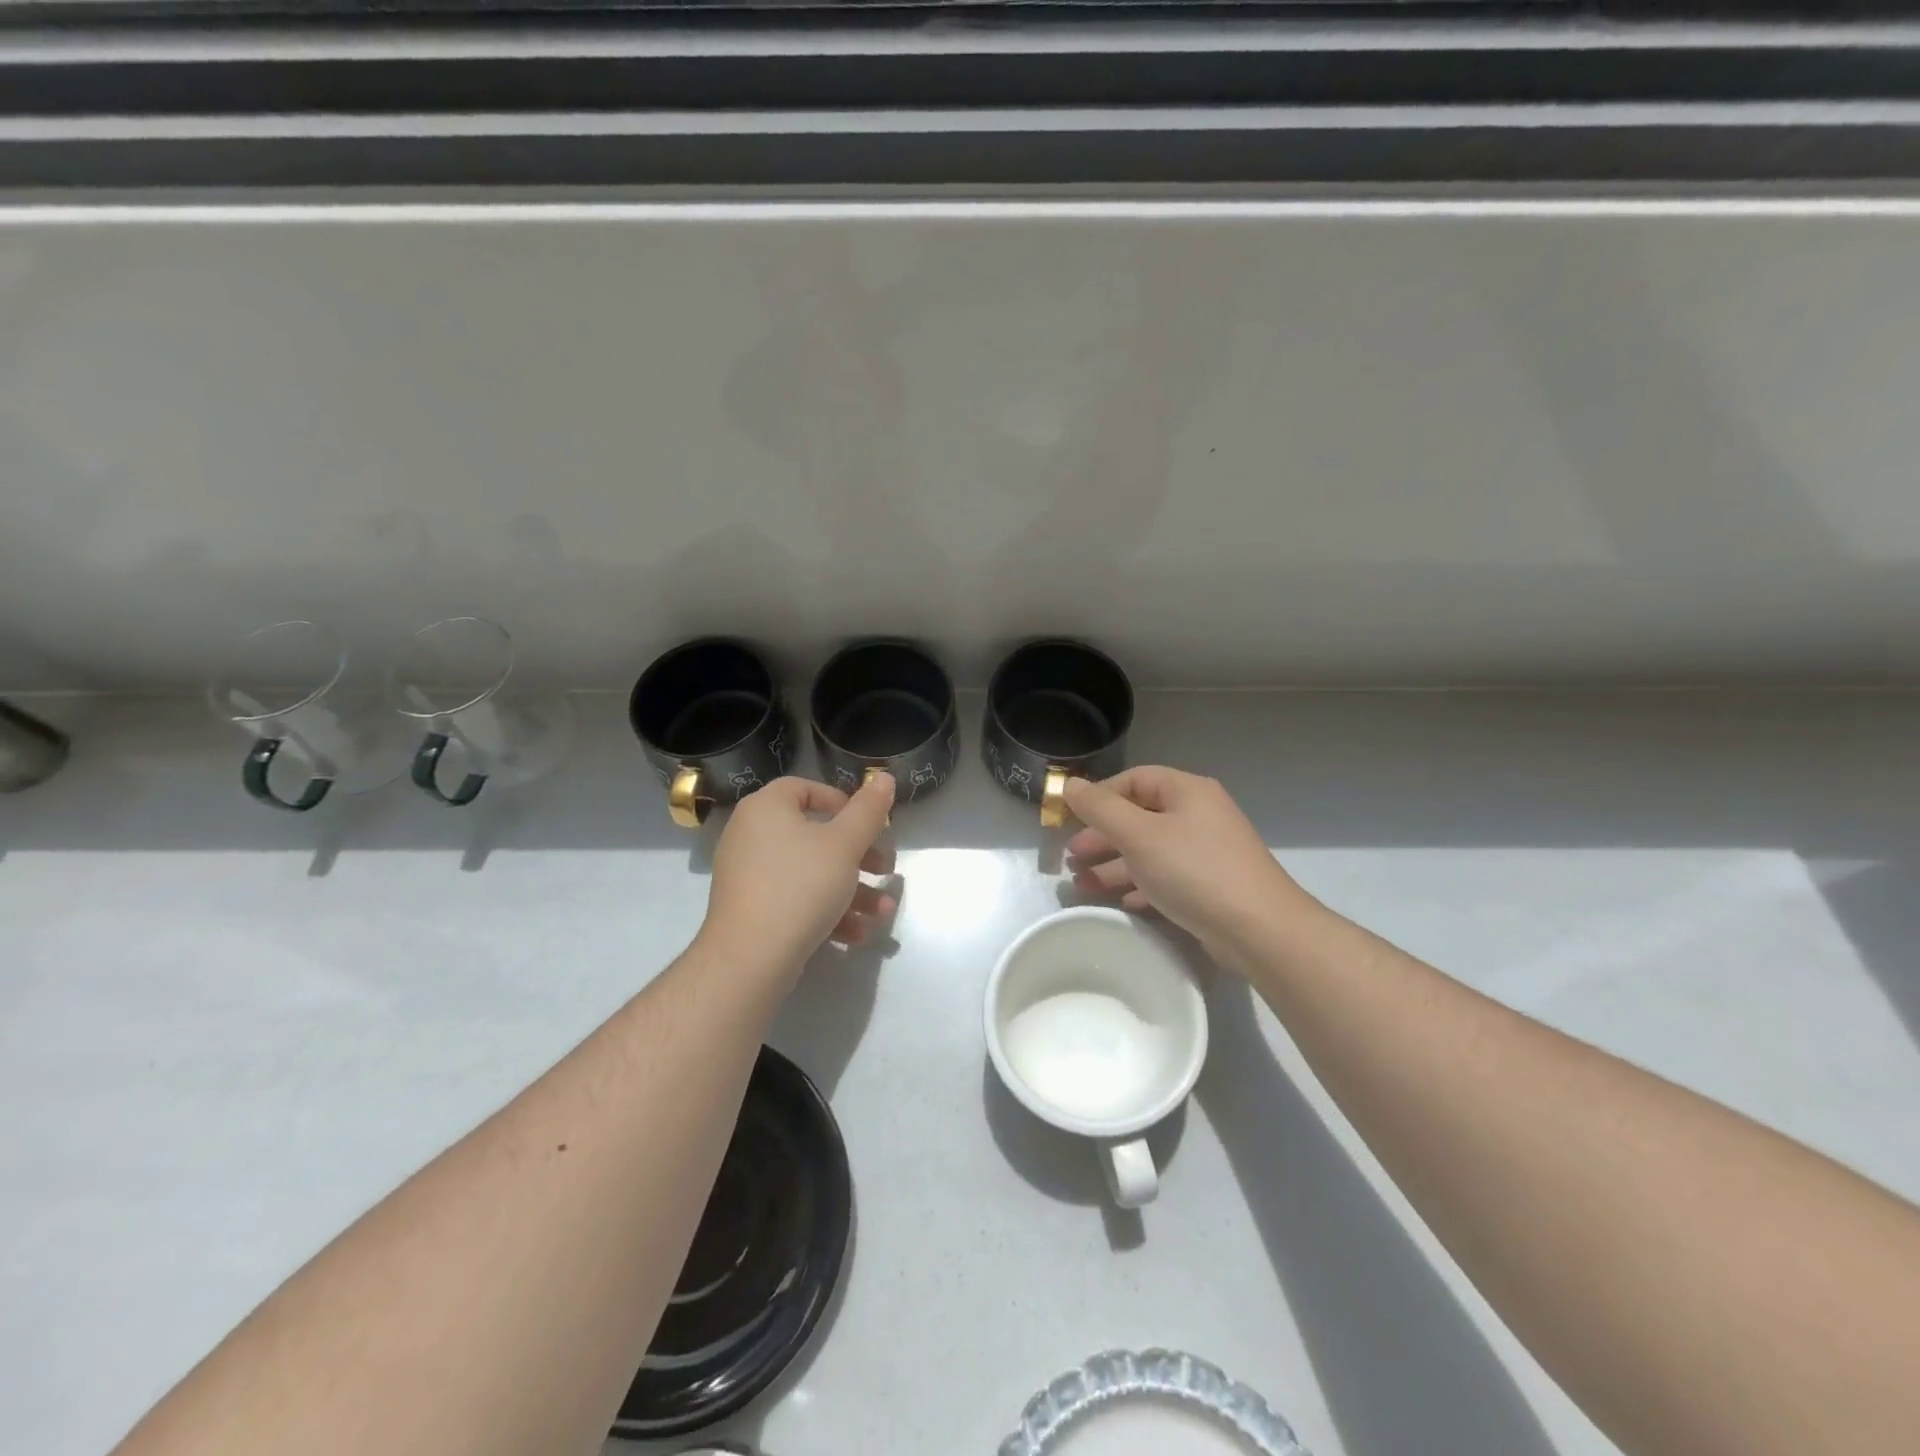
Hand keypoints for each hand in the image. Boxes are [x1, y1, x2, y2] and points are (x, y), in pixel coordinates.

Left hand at [703, 774, 898, 978]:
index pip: (806, 788)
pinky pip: (796, 899)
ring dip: (852, 891)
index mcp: (766, 808)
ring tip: (882, 912)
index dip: (843, 803)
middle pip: (815, 835)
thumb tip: (883, 776)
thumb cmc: (800, 886)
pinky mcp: (752, 909)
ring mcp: (749, 875)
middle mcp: (751, 835)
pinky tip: (857, 933)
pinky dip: (827, 911)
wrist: (750, 958)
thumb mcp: (845, 844)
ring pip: (811, 873)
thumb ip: (868, 810)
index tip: (870, 825)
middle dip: (859, 856)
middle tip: (885, 869)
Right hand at [1064, 766, 1315, 964]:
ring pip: (1150, 850)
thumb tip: (1069, 784)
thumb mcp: (1138, 835)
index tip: (1070, 819)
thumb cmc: (1194, 871)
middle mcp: (1199, 814)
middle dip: (1102, 836)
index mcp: (1187, 791)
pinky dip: (1141, 885)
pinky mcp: (1211, 886)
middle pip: (1140, 816)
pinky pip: (1167, 877)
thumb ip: (1100, 809)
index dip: (1099, 796)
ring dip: (1114, 864)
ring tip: (1082, 884)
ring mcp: (1207, 851)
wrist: (1260, 930)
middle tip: (1072, 857)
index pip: (1134, 780)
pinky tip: (1122, 902)